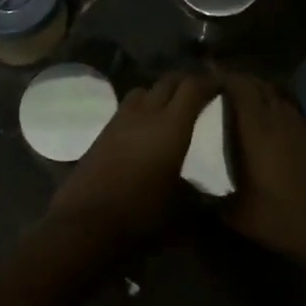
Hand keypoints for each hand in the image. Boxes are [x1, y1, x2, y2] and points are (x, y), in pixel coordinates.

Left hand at [48, 72, 213, 252]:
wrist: (85, 224)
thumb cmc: (140, 215)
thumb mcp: (180, 209)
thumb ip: (197, 193)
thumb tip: (207, 191)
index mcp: (171, 126)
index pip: (192, 88)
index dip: (208, 83)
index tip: (220, 88)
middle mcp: (146, 113)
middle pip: (168, 81)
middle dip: (185, 82)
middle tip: (199, 94)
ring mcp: (120, 120)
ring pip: (144, 90)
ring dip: (159, 93)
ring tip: (170, 109)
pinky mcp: (102, 132)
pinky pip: (127, 108)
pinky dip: (141, 109)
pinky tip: (144, 130)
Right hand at [221, 75, 305, 269]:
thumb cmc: (286, 218)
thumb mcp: (240, 215)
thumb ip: (213, 197)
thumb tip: (194, 186)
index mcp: (258, 129)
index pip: (239, 87)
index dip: (220, 77)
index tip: (202, 79)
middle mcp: (279, 117)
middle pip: (256, 84)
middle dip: (234, 81)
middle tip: (213, 89)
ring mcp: (299, 124)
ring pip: (273, 94)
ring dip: (254, 92)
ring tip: (234, 103)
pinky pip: (285, 107)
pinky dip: (270, 105)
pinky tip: (262, 123)